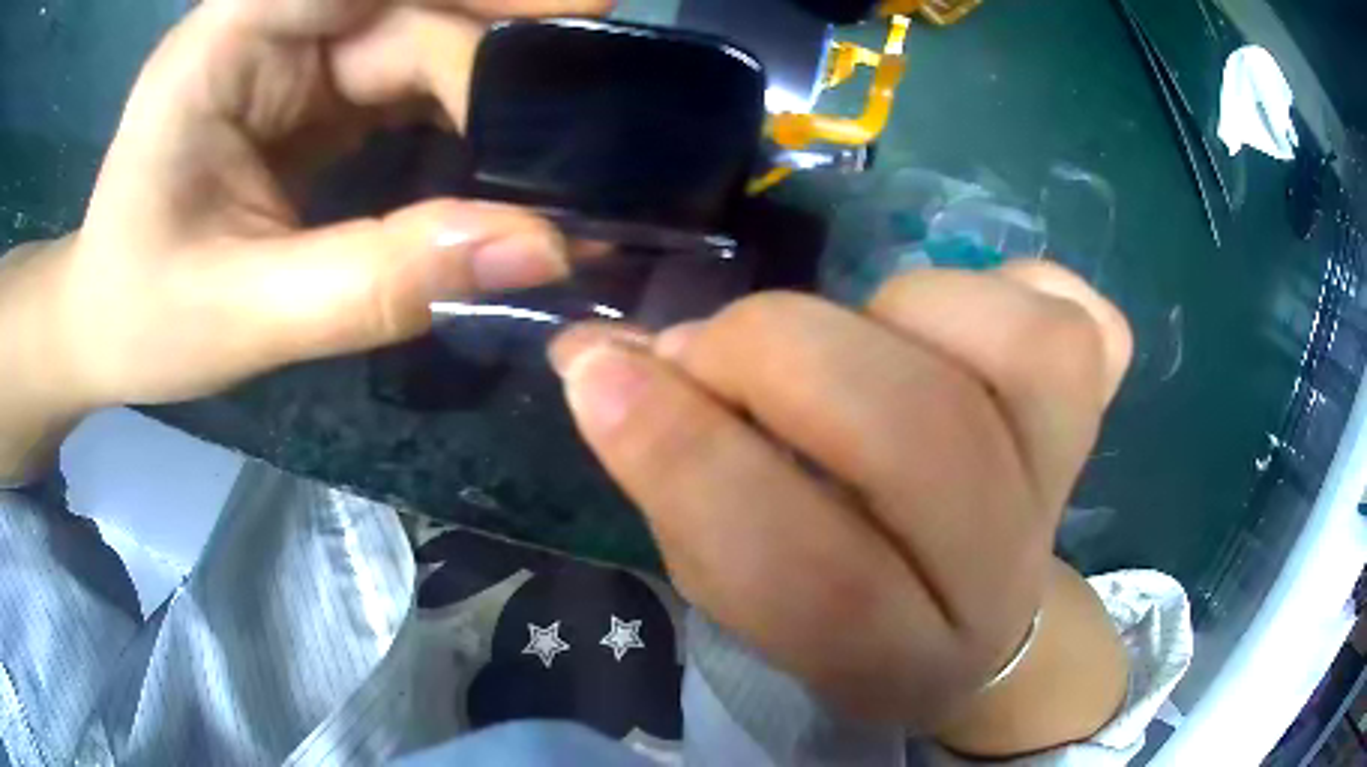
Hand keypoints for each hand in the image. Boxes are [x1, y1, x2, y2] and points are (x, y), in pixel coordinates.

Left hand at [29, 0, 608, 413]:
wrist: (101, 327)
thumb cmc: (142, 318)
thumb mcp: (248, 315)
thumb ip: (379, 282)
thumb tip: (535, 249)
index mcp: (224, 44)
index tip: (578, 13)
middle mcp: (262, 28)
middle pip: (400, 7)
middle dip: (495, 38)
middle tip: (601, 67)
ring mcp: (285, 58)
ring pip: (410, 39)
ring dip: (486, 75)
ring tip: (569, 115)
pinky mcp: (303, 92)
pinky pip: (397, 77)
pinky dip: (455, 106)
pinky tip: (503, 140)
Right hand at [550, 261, 1132, 744]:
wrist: (982, 632)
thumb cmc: (844, 614)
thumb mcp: (740, 584)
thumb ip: (675, 478)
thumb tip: (599, 358)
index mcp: (895, 653)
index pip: (805, 570)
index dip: (688, 457)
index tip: (597, 373)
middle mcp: (1001, 576)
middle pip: (920, 433)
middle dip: (779, 353)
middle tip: (710, 347)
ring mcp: (1068, 483)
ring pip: (1023, 352)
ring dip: (899, 312)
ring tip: (853, 341)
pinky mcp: (1098, 416)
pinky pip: (1078, 319)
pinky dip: (1011, 287)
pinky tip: (961, 321)